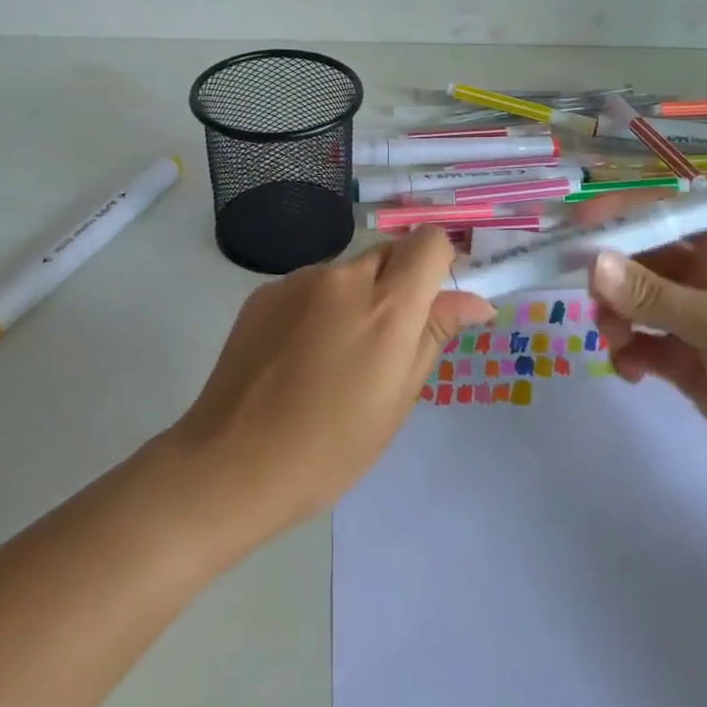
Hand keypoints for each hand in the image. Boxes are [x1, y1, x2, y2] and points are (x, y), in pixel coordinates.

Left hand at [168, 227, 495, 546]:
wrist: (231, 463)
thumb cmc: (330, 448)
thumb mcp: (398, 399)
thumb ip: (434, 335)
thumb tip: (475, 300)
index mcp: (387, 307)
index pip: (429, 243)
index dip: (439, 264)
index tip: (433, 302)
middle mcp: (344, 278)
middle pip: (389, 254)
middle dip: (398, 284)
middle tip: (386, 341)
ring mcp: (299, 280)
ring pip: (348, 271)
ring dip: (356, 297)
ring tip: (333, 357)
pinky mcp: (265, 291)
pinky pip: (311, 286)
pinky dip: (319, 307)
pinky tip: (299, 355)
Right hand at [589, 225, 706, 495]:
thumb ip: (650, 294)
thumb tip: (592, 263)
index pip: (656, 218)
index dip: (614, 221)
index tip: (570, 234)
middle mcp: (704, 277)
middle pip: (637, 261)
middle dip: (610, 280)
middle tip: (595, 305)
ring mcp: (695, 321)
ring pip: (634, 304)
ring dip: (616, 319)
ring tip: (617, 344)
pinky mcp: (688, 362)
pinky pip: (642, 344)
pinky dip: (629, 353)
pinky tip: (631, 372)